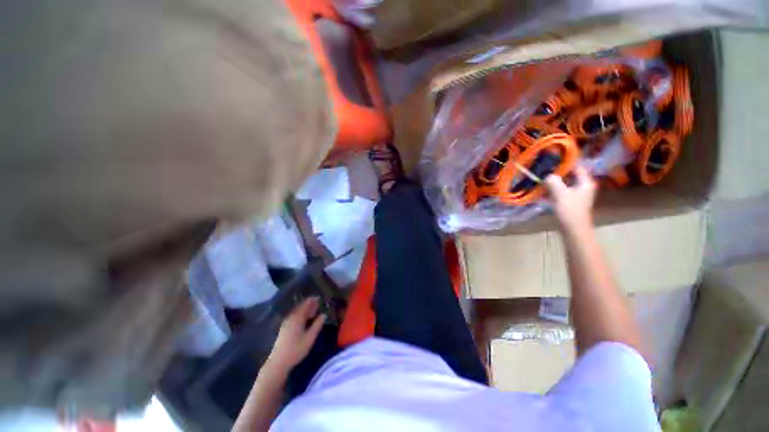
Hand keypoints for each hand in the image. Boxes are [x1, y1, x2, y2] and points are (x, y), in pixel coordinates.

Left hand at [266, 297, 325, 372]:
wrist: (278, 362)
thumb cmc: (296, 349)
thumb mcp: (310, 337)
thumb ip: (317, 325)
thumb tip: (324, 315)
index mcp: (297, 317)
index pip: (305, 304)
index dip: (312, 300)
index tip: (319, 298)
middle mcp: (290, 317)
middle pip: (300, 307)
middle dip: (309, 305)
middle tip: (318, 303)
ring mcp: (286, 323)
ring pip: (297, 312)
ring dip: (305, 310)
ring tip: (313, 311)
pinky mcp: (284, 329)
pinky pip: (294, 317)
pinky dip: (301, 315)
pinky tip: (305, 320)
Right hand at [544, 166, 596, 233]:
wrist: (573, 229)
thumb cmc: (570, 210)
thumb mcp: (560, 194)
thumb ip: (553, 182)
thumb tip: (547, 175)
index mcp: (585, 182)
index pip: (577, 166)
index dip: (565, 162)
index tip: (552, 159)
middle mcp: (583, 186)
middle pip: (570, 175)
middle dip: (557, 172)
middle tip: (544, 169)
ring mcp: (577, 194)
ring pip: (564, 183)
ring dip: (554, 181)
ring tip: (541, 178)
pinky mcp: (570, 201)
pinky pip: (561, 190)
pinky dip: (553, 189)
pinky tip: (543, 190)